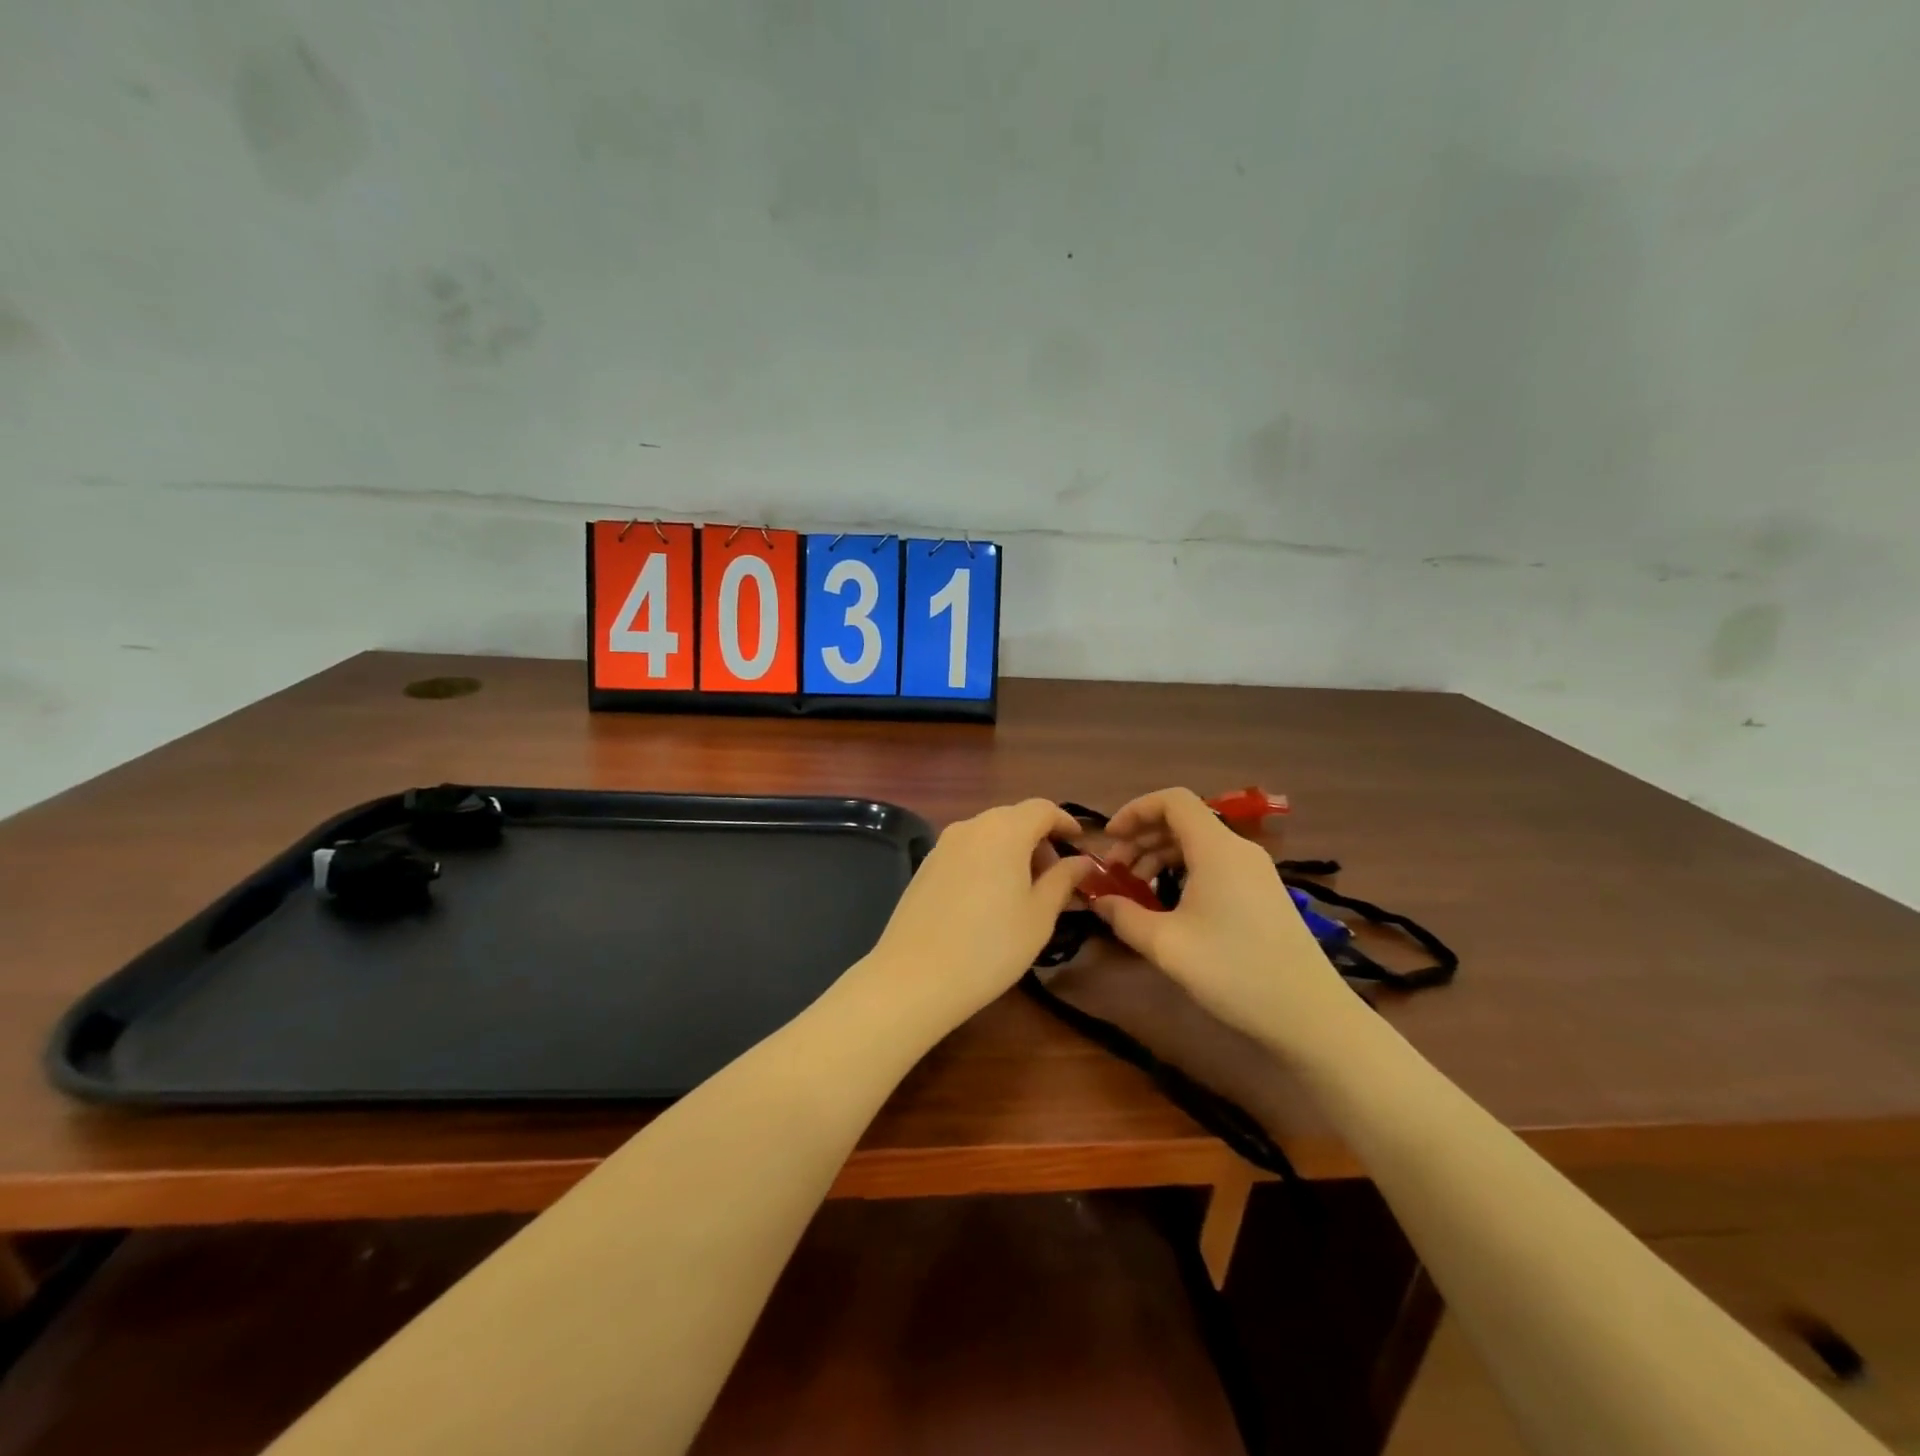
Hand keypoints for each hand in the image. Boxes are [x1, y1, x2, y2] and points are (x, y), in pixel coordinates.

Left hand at [860, 799, 1092, 1026]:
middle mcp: (971, 826)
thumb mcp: (1039, 916)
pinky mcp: (925, 865)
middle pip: (1013, 818)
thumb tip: (1081, 861)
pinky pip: (966, 850)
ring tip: (1024, 890)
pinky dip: (986, 860)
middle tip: (1054, 876)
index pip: (1042, 809)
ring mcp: (943, 844)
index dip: (1065, 822)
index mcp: (1004, 830)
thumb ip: (1063, 880)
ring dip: (1012, 850)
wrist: (915, 976)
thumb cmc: (991, 946)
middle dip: (1038, 839)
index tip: (1080, 844)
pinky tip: (989, 898)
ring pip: (988, 834)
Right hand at [1095, 787, 1346, 1043]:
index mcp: (1216, 848)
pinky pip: (1214, 864)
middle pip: (1182, 821)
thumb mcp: (1166, 945)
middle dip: (1141, 838)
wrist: (1310, 1015)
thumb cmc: (1234, 972)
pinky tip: (1169, 905)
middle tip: (1114, 872)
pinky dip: (1183, 871)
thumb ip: (1124, 916)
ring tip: (1135, 890)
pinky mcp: (1263, 892)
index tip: (1109, 840)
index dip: (1134, 810)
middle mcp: (1238, 849)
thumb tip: (1098, 899)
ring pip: (1198, 844)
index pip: (1172, 800)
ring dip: (1160, 856)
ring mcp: (1255, 871)